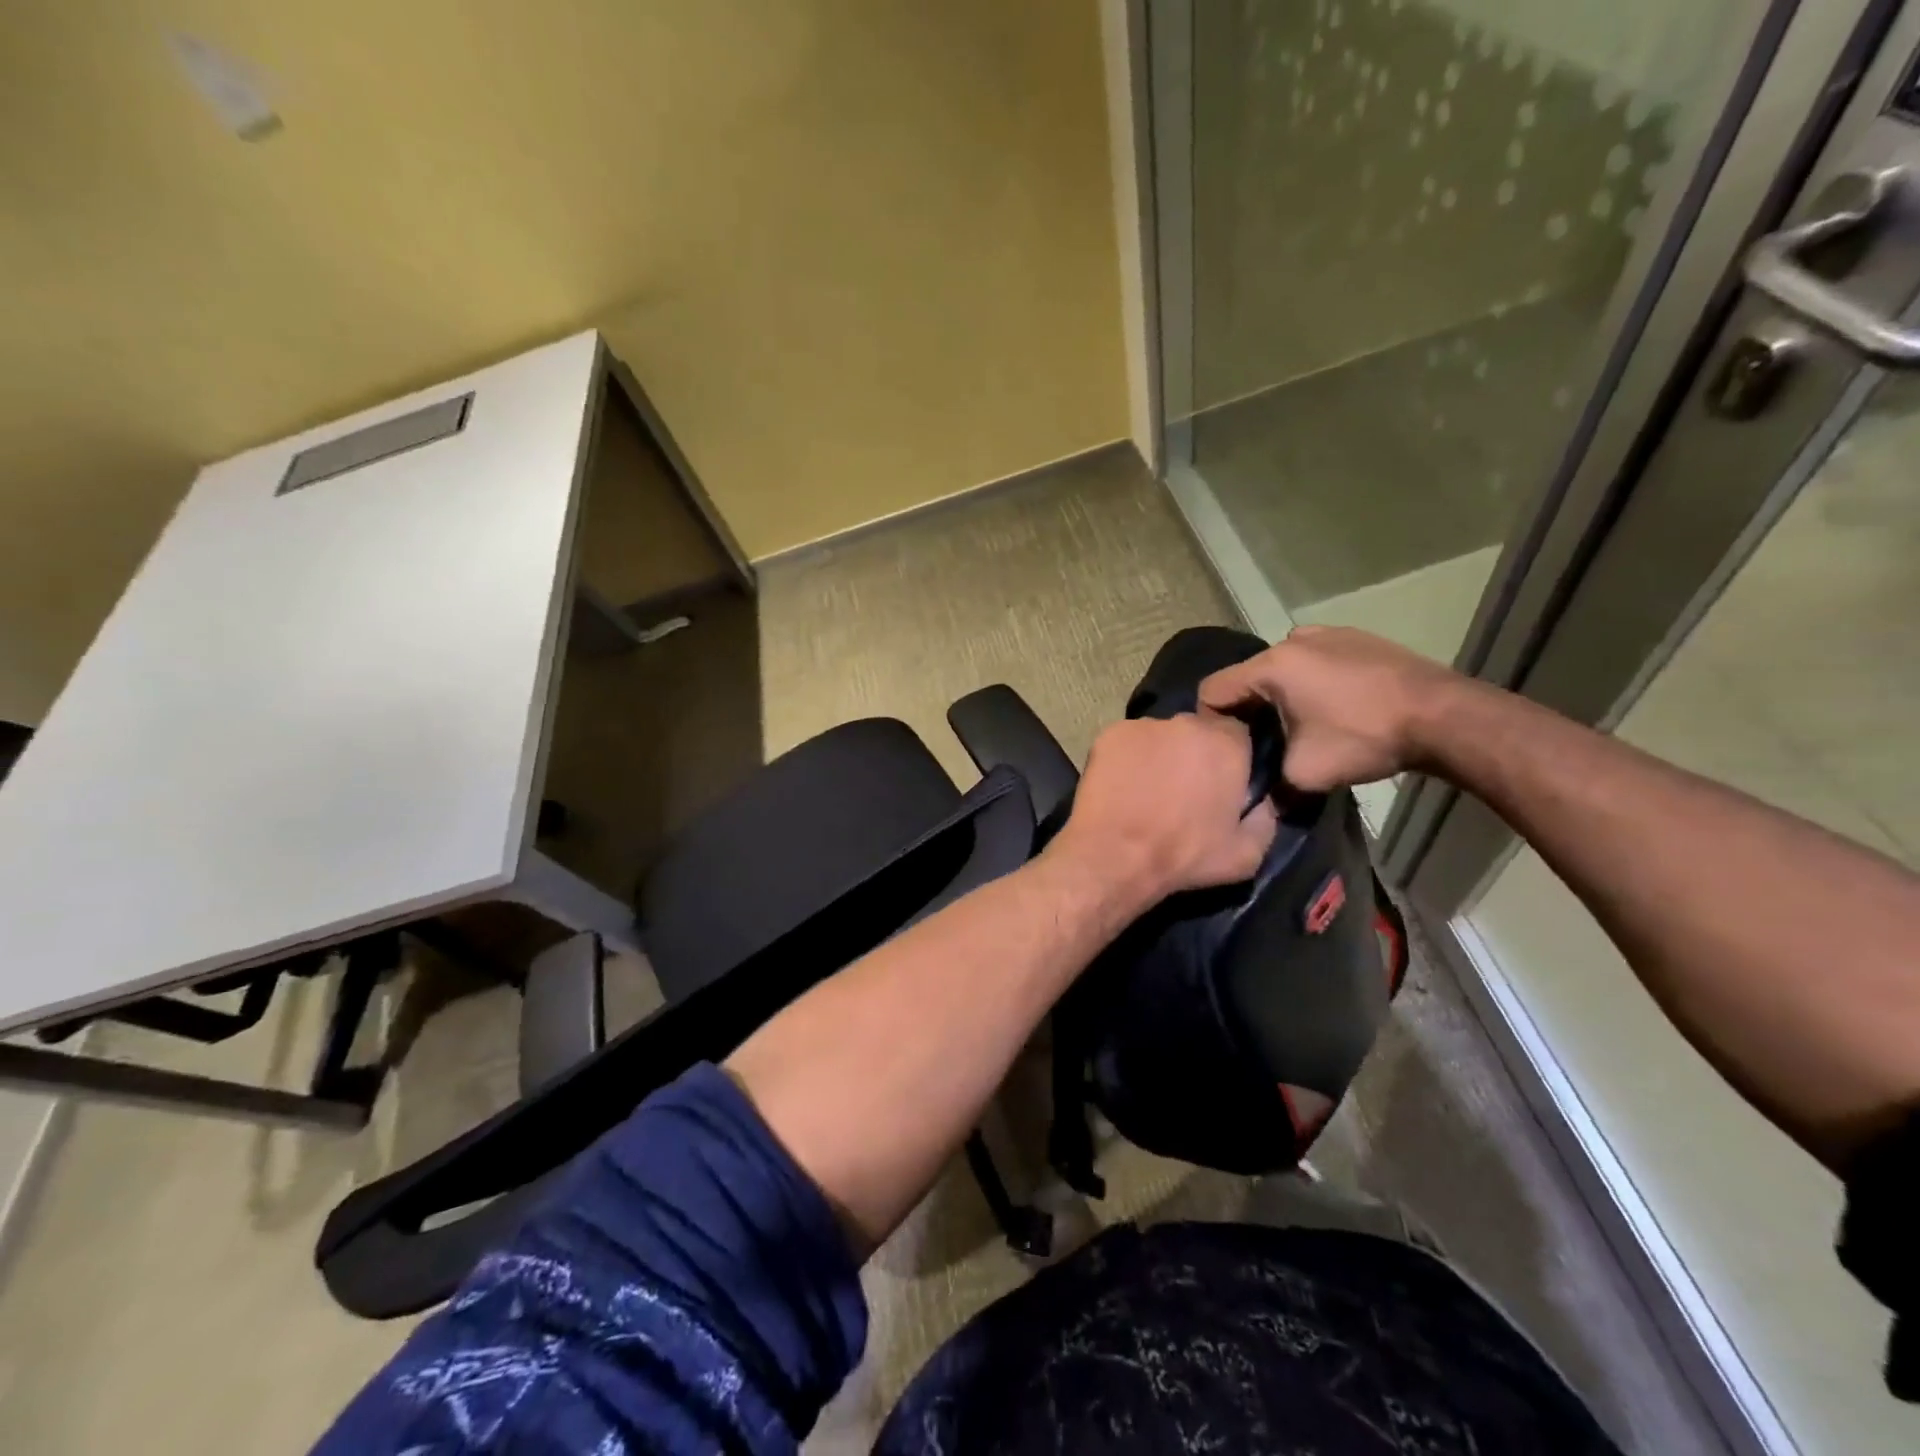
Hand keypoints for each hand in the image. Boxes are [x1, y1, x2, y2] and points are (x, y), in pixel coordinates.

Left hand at [1050, 712, 1277, 901]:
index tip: (1222, 783)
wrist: (1115, 855)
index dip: (1231, 758)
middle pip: (1197, 732)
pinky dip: (1128, 759)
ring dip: (1161, 755)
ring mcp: (1143, 725)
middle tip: (1184, 789)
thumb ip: (1265, 818)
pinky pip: (1128, 743)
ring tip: (1149, 790)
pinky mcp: (1109, 734)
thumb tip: (1263, 801)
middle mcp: (1186, 723)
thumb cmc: (1183, 855)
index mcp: (1227, 744)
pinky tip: (1123, 786)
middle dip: (1195, 755)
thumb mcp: (1247, 854)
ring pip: (1161, 736)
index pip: (1239, 735)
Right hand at [1198, 625, 1466, 791]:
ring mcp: (1327, 633)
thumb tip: (1258, 800)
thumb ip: (1269, 785)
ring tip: (1301, 727)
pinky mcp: (1356, 637)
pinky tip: (1334, 710)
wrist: (1445, 717)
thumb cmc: (1365, 738)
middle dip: (1248, 711)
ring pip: (1281, 670)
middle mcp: (1292, 640)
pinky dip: (1311, 684)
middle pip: (1247, 679)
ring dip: (1280, 697)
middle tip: (1265, 745)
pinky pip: (1313, 661)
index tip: (1228, 750)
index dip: (1210, 723)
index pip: (1212, 690)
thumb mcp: (1305, 775)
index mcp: (1271, 665)